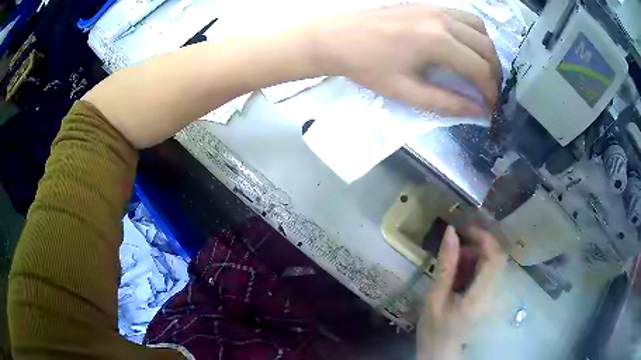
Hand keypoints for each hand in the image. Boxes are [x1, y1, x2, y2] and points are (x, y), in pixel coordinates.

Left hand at [310, 4, 500, 116]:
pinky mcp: (427, 5)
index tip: (491, 108)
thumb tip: (479, 112)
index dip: (491, 92)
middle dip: (494, 74)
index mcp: (438, 41)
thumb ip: (447, 103)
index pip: (480, 69)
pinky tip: (466, 47)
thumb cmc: (367, 67)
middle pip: (486, 47)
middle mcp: (443, 20)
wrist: (337, 38)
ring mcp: (435, 8)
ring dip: (487, 51)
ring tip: (481, 71)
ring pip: (479, 28)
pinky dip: (474, 34)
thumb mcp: (407, 92)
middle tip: (489, 93)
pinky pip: (463, 17)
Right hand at [417, 226, 505, 359]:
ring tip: (453, 263)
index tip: (464, 229)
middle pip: (496, 258)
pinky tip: (459, 274)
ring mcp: (494, 295)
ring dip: (475, 255)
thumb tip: (451, 232)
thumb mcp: (435, 297)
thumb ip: (445, 265)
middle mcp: (493, 294)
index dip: (484, 237)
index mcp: (480, 296)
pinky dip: (475, 266)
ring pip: (493, 263)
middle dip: (477, 245)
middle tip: (454, 248)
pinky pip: (488, 272)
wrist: (440, 351)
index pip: (495, 257)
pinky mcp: (490, 296)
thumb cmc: (434, 329)